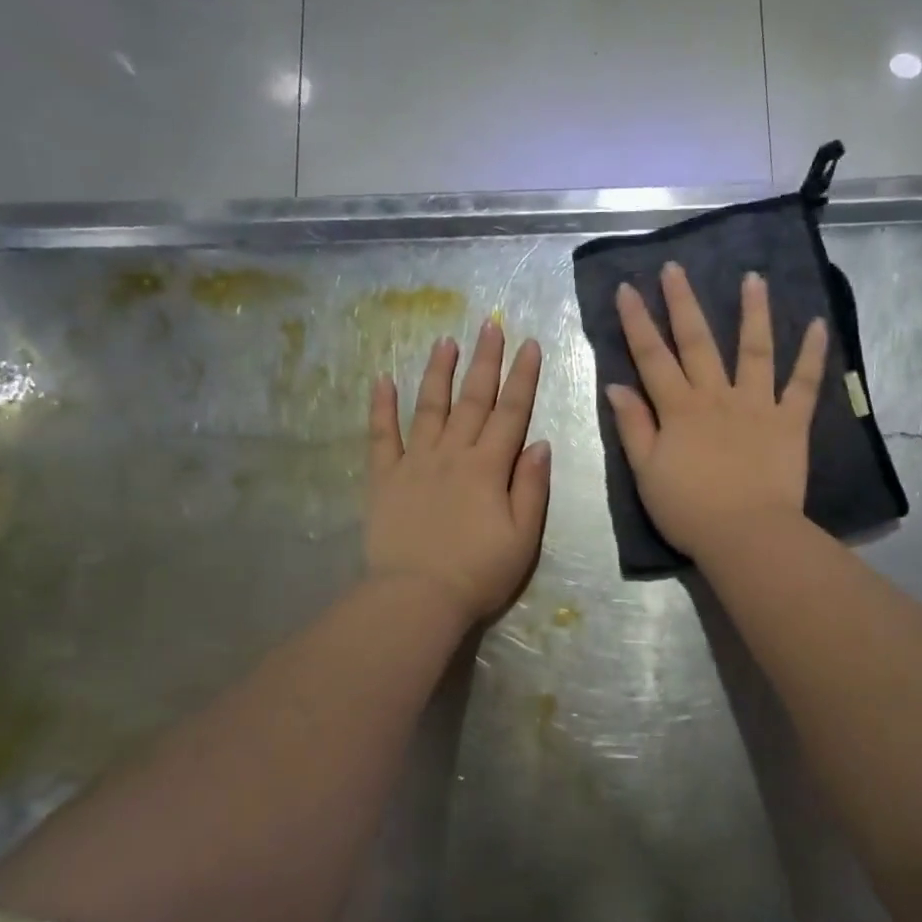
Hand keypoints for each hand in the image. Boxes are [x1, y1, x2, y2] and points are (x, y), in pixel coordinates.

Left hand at [366, 322, 551, 623]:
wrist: (418, 597)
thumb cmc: (479, 573)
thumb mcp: (523, 537)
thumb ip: (531, 488)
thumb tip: (540, 444)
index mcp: (489, 468)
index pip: (511, 413)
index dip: (521, 377)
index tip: (528, 344)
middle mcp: (452, 454)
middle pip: (472, 400)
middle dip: (484, 360)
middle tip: (491, 324)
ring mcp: (414, 463)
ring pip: (429, 407)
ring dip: (439, 372)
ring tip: (445, 340)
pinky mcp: (384, 478)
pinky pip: (381, 436)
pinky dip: (381, 408)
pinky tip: (382, 381)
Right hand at [607, 262, 827, 562]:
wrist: (745, 534)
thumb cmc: (689, 510)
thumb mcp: (646, 472)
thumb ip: (633, 426)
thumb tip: (617, 385)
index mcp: (679, 409)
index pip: (652, 357)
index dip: (637, 322)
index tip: (627, 288)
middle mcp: (717, 396)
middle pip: (698, 342)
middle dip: (683, 303)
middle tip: (676, 268)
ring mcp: (757, 405)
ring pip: (754, 350)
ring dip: (753, 312)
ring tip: (753, 278)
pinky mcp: (790, 422)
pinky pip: (803, 384)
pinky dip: (812, 355)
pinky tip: (819, 325)